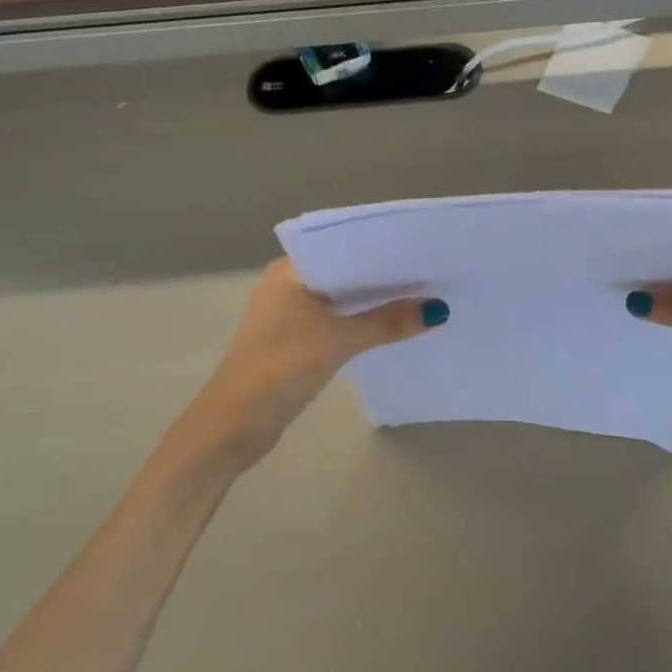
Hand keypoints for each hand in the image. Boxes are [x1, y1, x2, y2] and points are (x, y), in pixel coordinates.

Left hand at [189, 259, 445, 466]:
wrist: (233, 424)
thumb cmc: (282, 367)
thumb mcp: (340, 341)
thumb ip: (388, 322)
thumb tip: (438, 310)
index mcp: (291, 270)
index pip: (344, 247)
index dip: (382, 250)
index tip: (421, 251)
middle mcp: (287, 284)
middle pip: (345, 274)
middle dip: (383, 278)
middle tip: (430, 275)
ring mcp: (287, 314)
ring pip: (340, 300)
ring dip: (372, 303)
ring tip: (419, 298)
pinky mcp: (291, 341)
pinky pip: (334, 321)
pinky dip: (358, 323)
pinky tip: (388, 327)